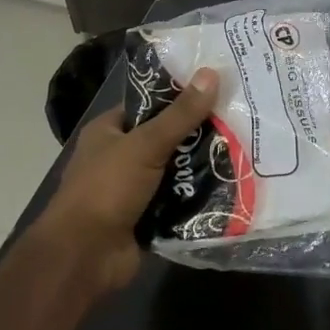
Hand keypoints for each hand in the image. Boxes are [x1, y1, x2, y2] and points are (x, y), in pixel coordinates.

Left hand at [34, 68, 219, 294]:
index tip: (218, 89)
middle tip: (240, 121)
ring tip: (245, 151)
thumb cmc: (107, 189)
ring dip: (202, 168)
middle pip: (167, 138)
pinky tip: (232, 186)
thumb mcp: (145, 145)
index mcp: (109, 131)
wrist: (85, 256)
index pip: (149, 105)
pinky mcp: (147, 217)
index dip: (181, 96)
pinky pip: (178, 201)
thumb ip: (180, 114)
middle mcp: (120, 157)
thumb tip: (211, 73)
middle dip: (199, 135)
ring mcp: (133, 189)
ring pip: (175, 171)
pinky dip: (198, 197)